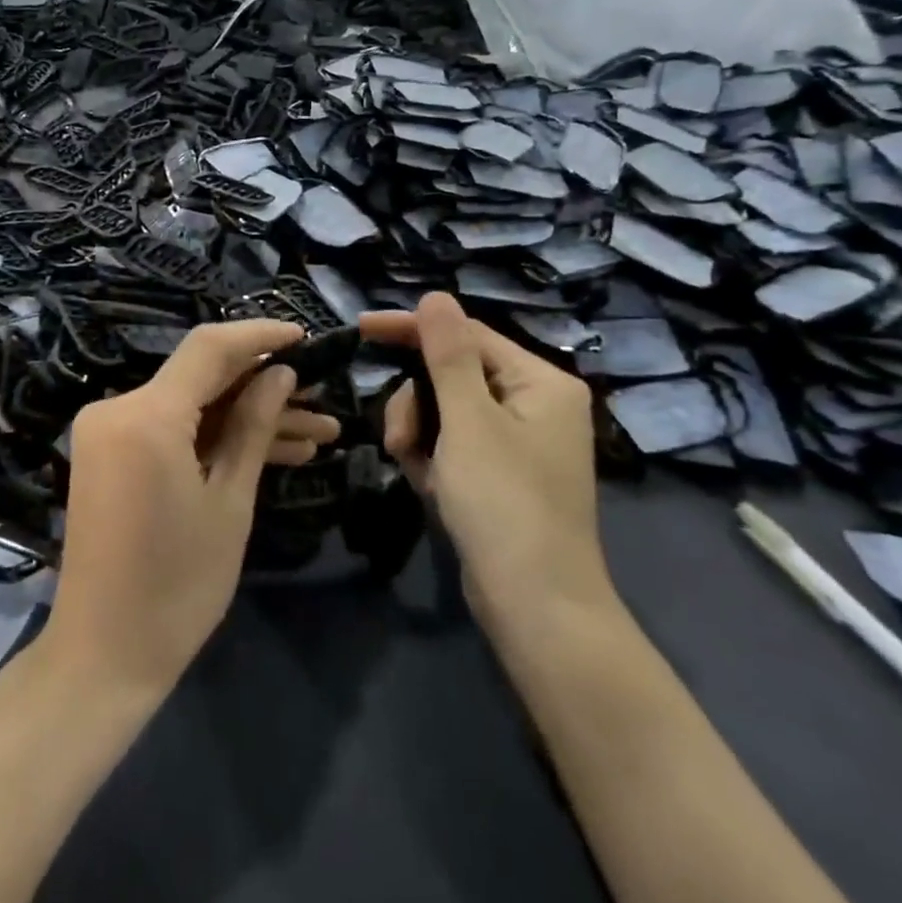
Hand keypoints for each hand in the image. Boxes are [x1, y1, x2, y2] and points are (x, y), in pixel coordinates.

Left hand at [41, 320, 339, 698]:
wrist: (104, 651)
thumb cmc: (177, 585)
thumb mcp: (229, 502)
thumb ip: (254, 427)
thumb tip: (280, 373)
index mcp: (146, 415)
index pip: (209, 348)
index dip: (260, 336)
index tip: (306, 337)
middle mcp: (118, 408)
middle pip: (201, 377)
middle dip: (264, 387)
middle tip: (322, 401)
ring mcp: (109, 431)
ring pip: (191, 407)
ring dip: (247, 418)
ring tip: (317, 435)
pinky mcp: (111, 454)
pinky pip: (171, 430)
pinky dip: (213, 438)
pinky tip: (273, 451)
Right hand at [362, 293, 612, 634]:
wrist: (535, 606)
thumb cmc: (504, 502)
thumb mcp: (469, 420)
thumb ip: (448, 355)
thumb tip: (435, 296)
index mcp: (541, 382)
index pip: (466, 335)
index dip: (412, 329)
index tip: (360, 329)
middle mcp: (535, 404)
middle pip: (452, 374)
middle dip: (416, 402)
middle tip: (398, 438)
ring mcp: (517, 443)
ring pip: (445, 412)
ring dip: (418, 433)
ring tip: (412, 468)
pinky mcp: (499, 475)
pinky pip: (453, 446)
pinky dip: (433, 459)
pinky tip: (430, 486)